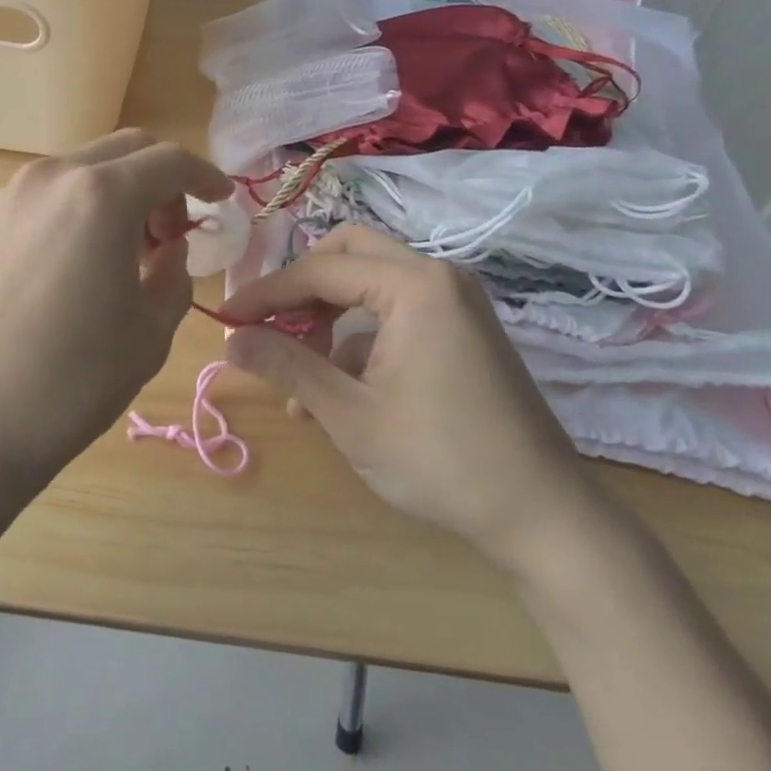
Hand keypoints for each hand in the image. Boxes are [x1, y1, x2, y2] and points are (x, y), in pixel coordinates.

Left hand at [0, 129, 231, 506]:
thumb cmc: (71, 381)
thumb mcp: (150, 332)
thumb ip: (174, 275)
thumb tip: (169, 250)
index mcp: (102, 196)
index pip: (170, 161)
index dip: (205, 176)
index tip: (222, 199)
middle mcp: (55, 176)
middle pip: (128, 150)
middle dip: (163, 180)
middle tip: (173, 234)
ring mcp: (14, 194)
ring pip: (87, 166)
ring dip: (122, 190)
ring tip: (129, 250)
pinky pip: (53, 190)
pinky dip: (84, 204)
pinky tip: (85, 257)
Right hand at [219, 225, 606, 577]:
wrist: (542, 516)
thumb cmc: (440, 460)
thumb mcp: (350, 415)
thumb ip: (287, 366)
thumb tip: (231, 339)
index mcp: (413, 285)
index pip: (321, 270)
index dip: (267, 292)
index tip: (228, 318)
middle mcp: (437, 276)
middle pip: (348, 254)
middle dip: (301, 288)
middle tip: (267, 325)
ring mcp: (455, 300)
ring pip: (370, 283)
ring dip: (328, 318)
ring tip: (298, 380)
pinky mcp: (462, 327)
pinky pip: (396, 312)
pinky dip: (360, 338)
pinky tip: (338, 392)